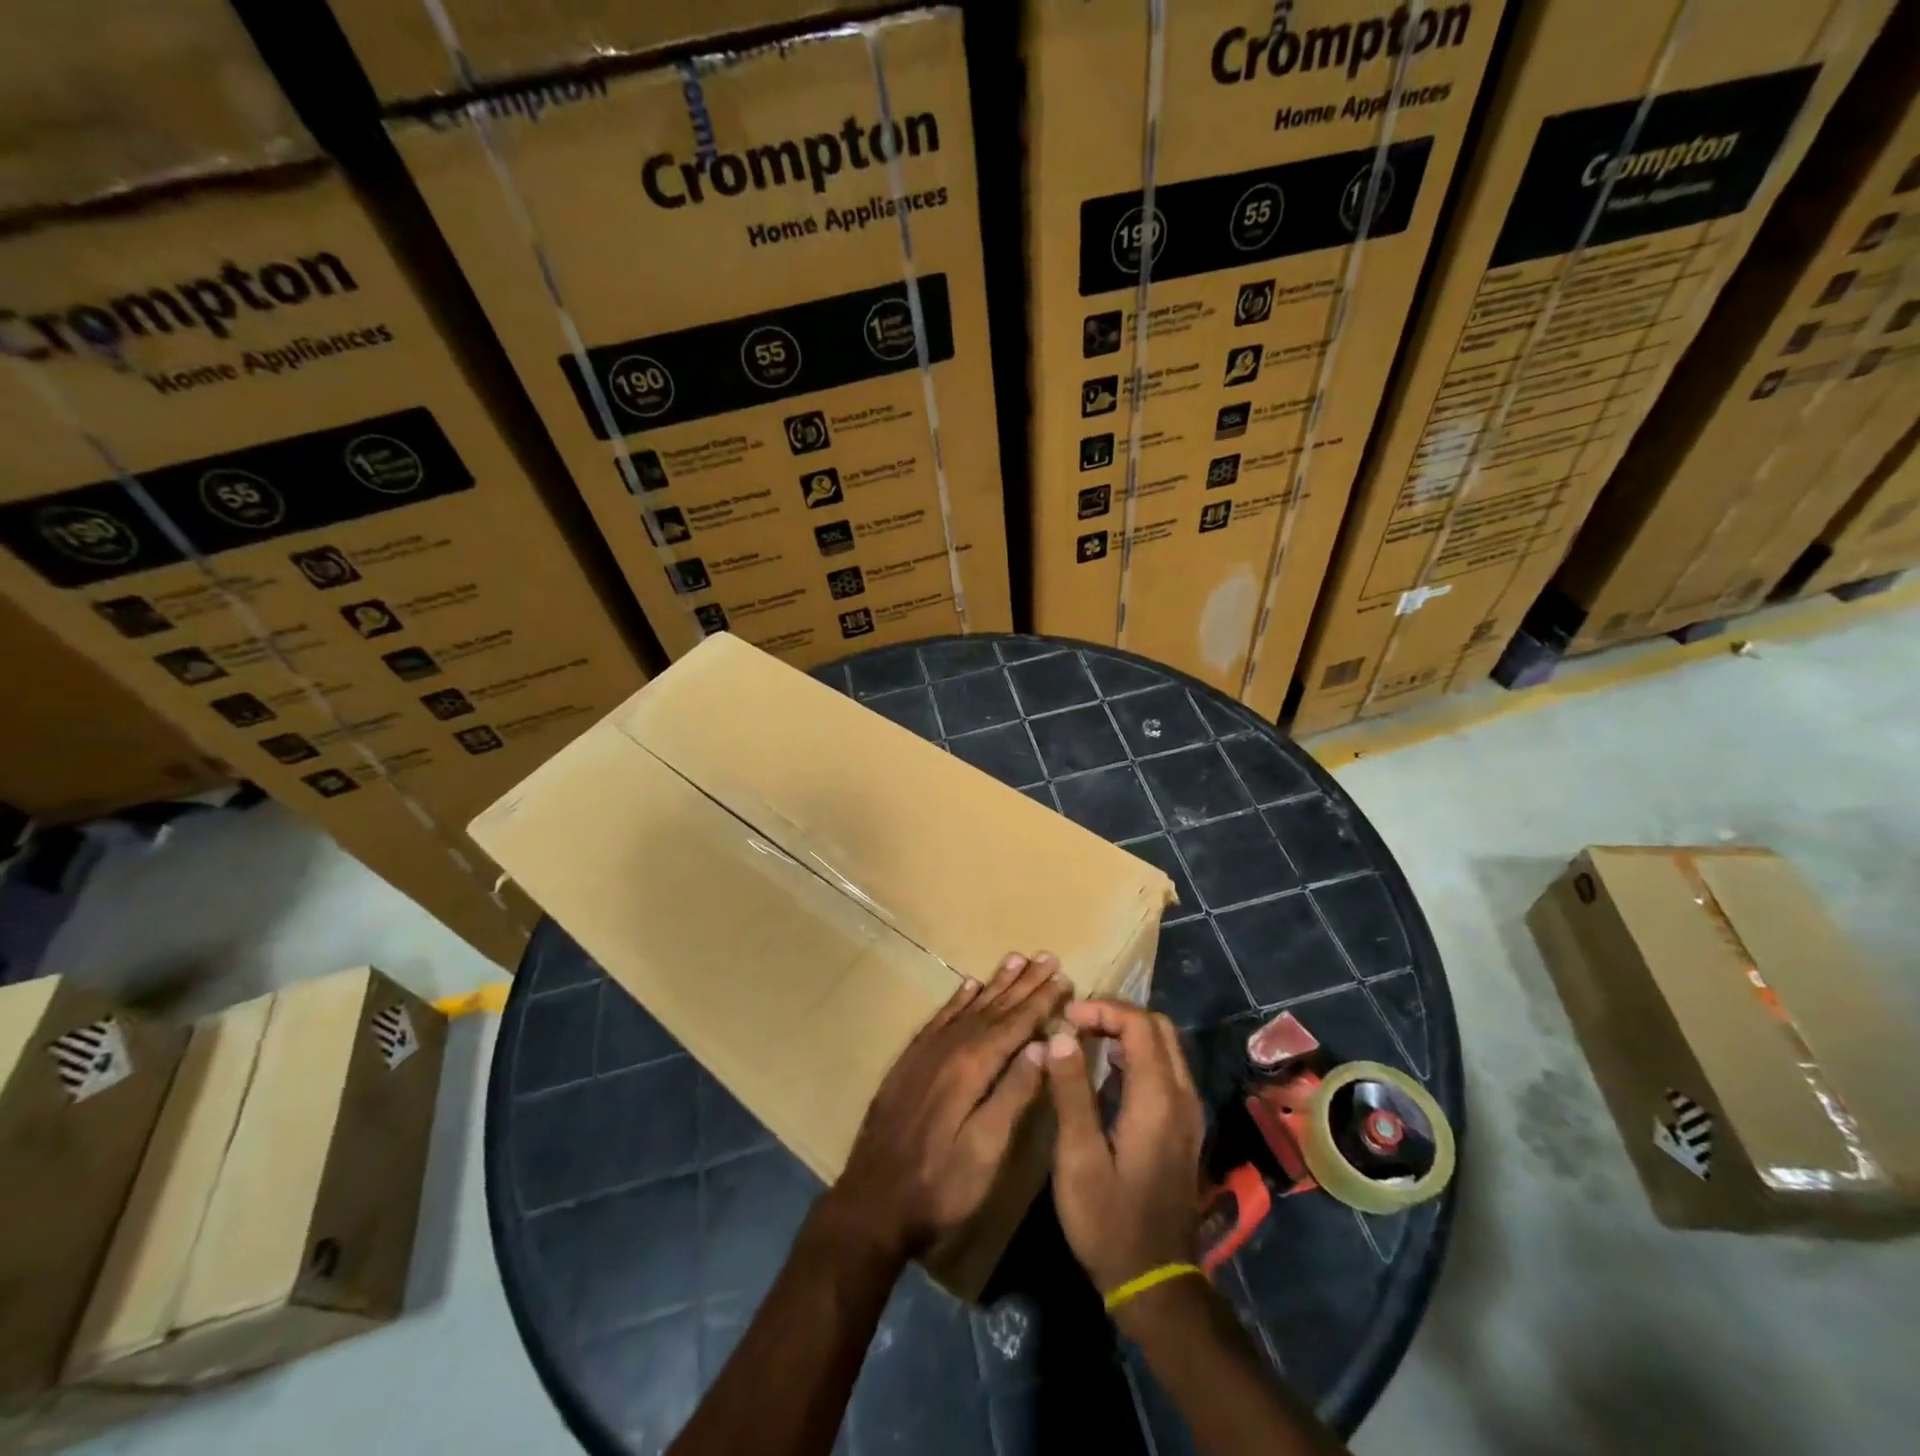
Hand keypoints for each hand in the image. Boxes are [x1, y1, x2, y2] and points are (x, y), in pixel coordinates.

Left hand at [826, 952, 1069, 1264]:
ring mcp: (926, 1052)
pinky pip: (939, 1019)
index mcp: (972, 1067)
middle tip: (1046, 956)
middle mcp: (949, 1048)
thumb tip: (1043, 1046)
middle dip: (1023, 983)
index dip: (1041, 1001)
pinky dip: (957, 1000)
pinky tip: (968, 986)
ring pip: (968, 1007)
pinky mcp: (909, 1062)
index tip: (1063, 977)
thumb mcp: (986, 1150)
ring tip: (1015, 959)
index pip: (1015, 1025)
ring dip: (994, 984)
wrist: (873, 1201)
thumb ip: (1013, 1094)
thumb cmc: (940, 1185)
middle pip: (993, 1008)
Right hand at [1045, 999, 1205, 1295]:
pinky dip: (1138, 1054)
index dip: (1102, 1010)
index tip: (1065, 1018)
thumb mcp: (1078, 1157)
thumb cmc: (1109, 1221)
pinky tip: (1107, 1072)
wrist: (1155, 1281)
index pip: (1139, 1024)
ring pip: (1166, 1047)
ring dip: (1128, 1032)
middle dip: (1116, 1015)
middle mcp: (1182, 1096)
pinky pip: (1167, 1069)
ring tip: (1085, 1040)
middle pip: (1158, 1027)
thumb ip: (1070, 1091)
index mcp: (1157, 1098)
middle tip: (1075, 1024)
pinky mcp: (1185, 1127)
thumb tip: (1059, 1035)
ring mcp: (1188, 1113)